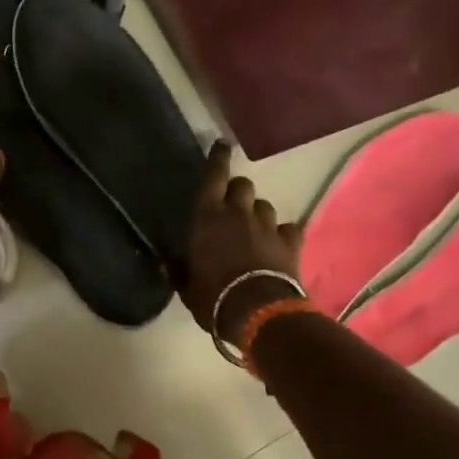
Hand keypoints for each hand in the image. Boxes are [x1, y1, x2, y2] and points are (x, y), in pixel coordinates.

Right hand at [180, 142, 303, 340]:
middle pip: (242, 185)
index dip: (217, 159)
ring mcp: (267, 226)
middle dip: (237, 190)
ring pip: (264, 206)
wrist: (258, 313)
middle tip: (232, 205)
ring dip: (258, 213)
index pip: (213, 176)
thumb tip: (168, 262)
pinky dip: (282, 234)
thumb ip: (179, 269)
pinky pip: (288, 228)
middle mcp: (238, 213)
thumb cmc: (212, 297)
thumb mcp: (187, 287)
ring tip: (254, 229)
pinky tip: (279, 244)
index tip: (222, 145)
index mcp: (207, 217)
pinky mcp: (290, 242)